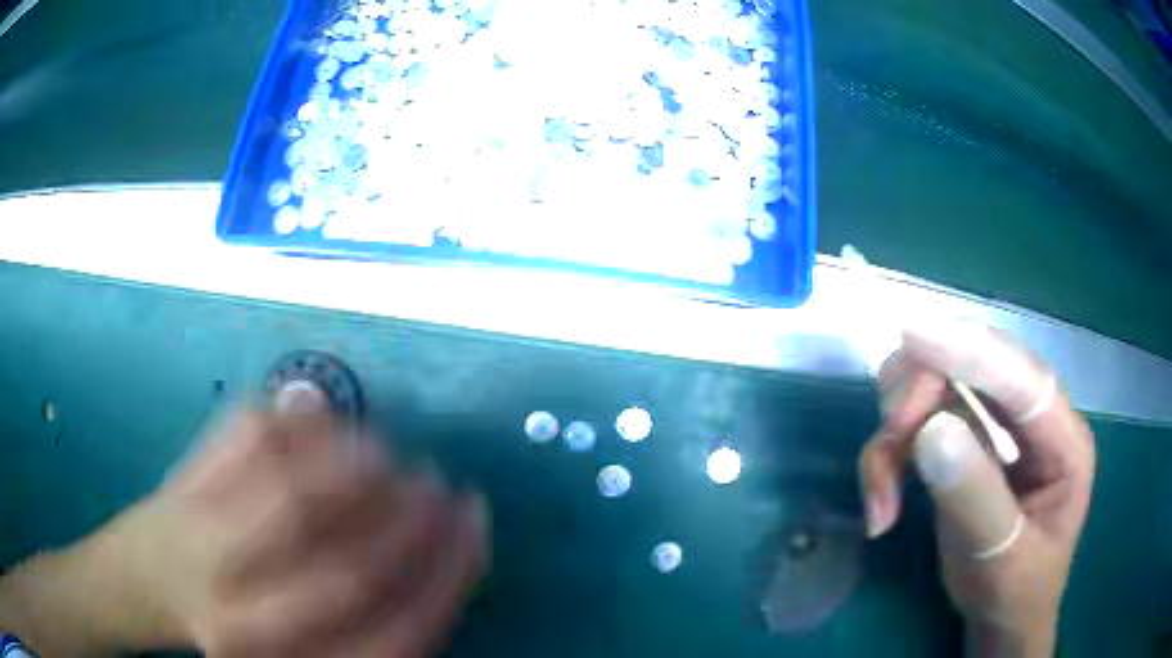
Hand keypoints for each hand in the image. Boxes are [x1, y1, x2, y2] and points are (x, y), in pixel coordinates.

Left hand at [0, 400, 488, 656]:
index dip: (444, 583)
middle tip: (444, 489)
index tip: (474, 535)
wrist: (146, 579)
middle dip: (410, 527)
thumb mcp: (303, 647)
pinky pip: (251, 434)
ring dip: (360, 464)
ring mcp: (204, 539)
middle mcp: (242, 616)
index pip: (390, 638)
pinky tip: (327, 416)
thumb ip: (375, 630)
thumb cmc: (231, 621)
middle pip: (344, 573)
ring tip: (394, 451)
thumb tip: (442, 579)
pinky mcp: (183, 475)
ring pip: (294, 494)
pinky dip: (301, 418)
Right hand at [858, 321, 1093, 656]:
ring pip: (937, 388)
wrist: (1002, 615)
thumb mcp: (1001, 559)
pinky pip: (919, 421)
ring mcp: (998, 426)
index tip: (912, 333)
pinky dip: (890, 454)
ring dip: (897, 433)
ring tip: (881, 497)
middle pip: (972, 368)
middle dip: (919, 402)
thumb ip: (975, 497)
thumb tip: (931, 431)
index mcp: (1064, 439)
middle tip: (885, 459)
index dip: (970, 351)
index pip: (1022, 377)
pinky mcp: (968, 440)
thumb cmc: (1015, 592)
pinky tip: (883, 502)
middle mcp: (1033, 418)